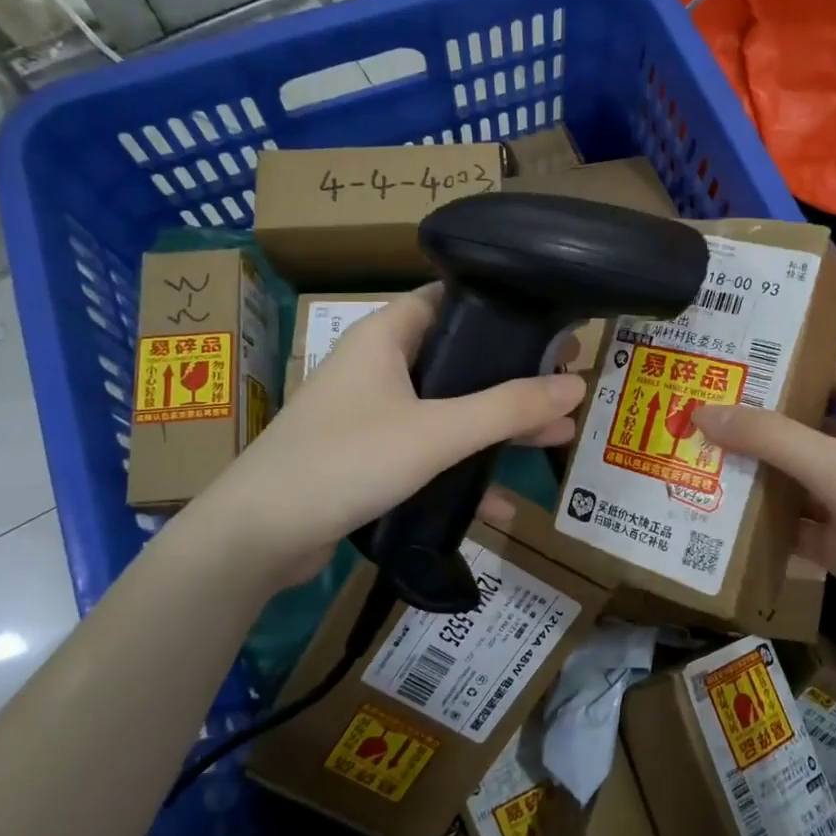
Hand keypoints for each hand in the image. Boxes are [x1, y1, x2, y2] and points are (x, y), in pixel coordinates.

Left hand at [210, 286, 585, 582]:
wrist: (258, 536)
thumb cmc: (346, 461)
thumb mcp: (436, 432)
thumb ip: (507, 408)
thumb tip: (577, 384)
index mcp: (386, 336)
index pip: (451, 299)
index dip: (502, 310)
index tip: (552, 329)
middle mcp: (378, 366)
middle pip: (459, 359)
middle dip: (512, 378)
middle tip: (566, 387)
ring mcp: (371, 414)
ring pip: (447, 410)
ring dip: (495, 427)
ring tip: (555, 438)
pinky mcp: (368, 457)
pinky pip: (428, 452)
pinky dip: (462, 470)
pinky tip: (501, 503)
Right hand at [694, 364, 835, 677]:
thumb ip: (769, 438)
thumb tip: (702, 411)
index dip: (806, 368)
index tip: (750, 366)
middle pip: (810, 432)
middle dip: (763, 425)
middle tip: (704, 415)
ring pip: (798, 483)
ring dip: (757, 476)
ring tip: (697, 462)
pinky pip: (796, 530)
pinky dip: (764, 525)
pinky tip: (721, 520)